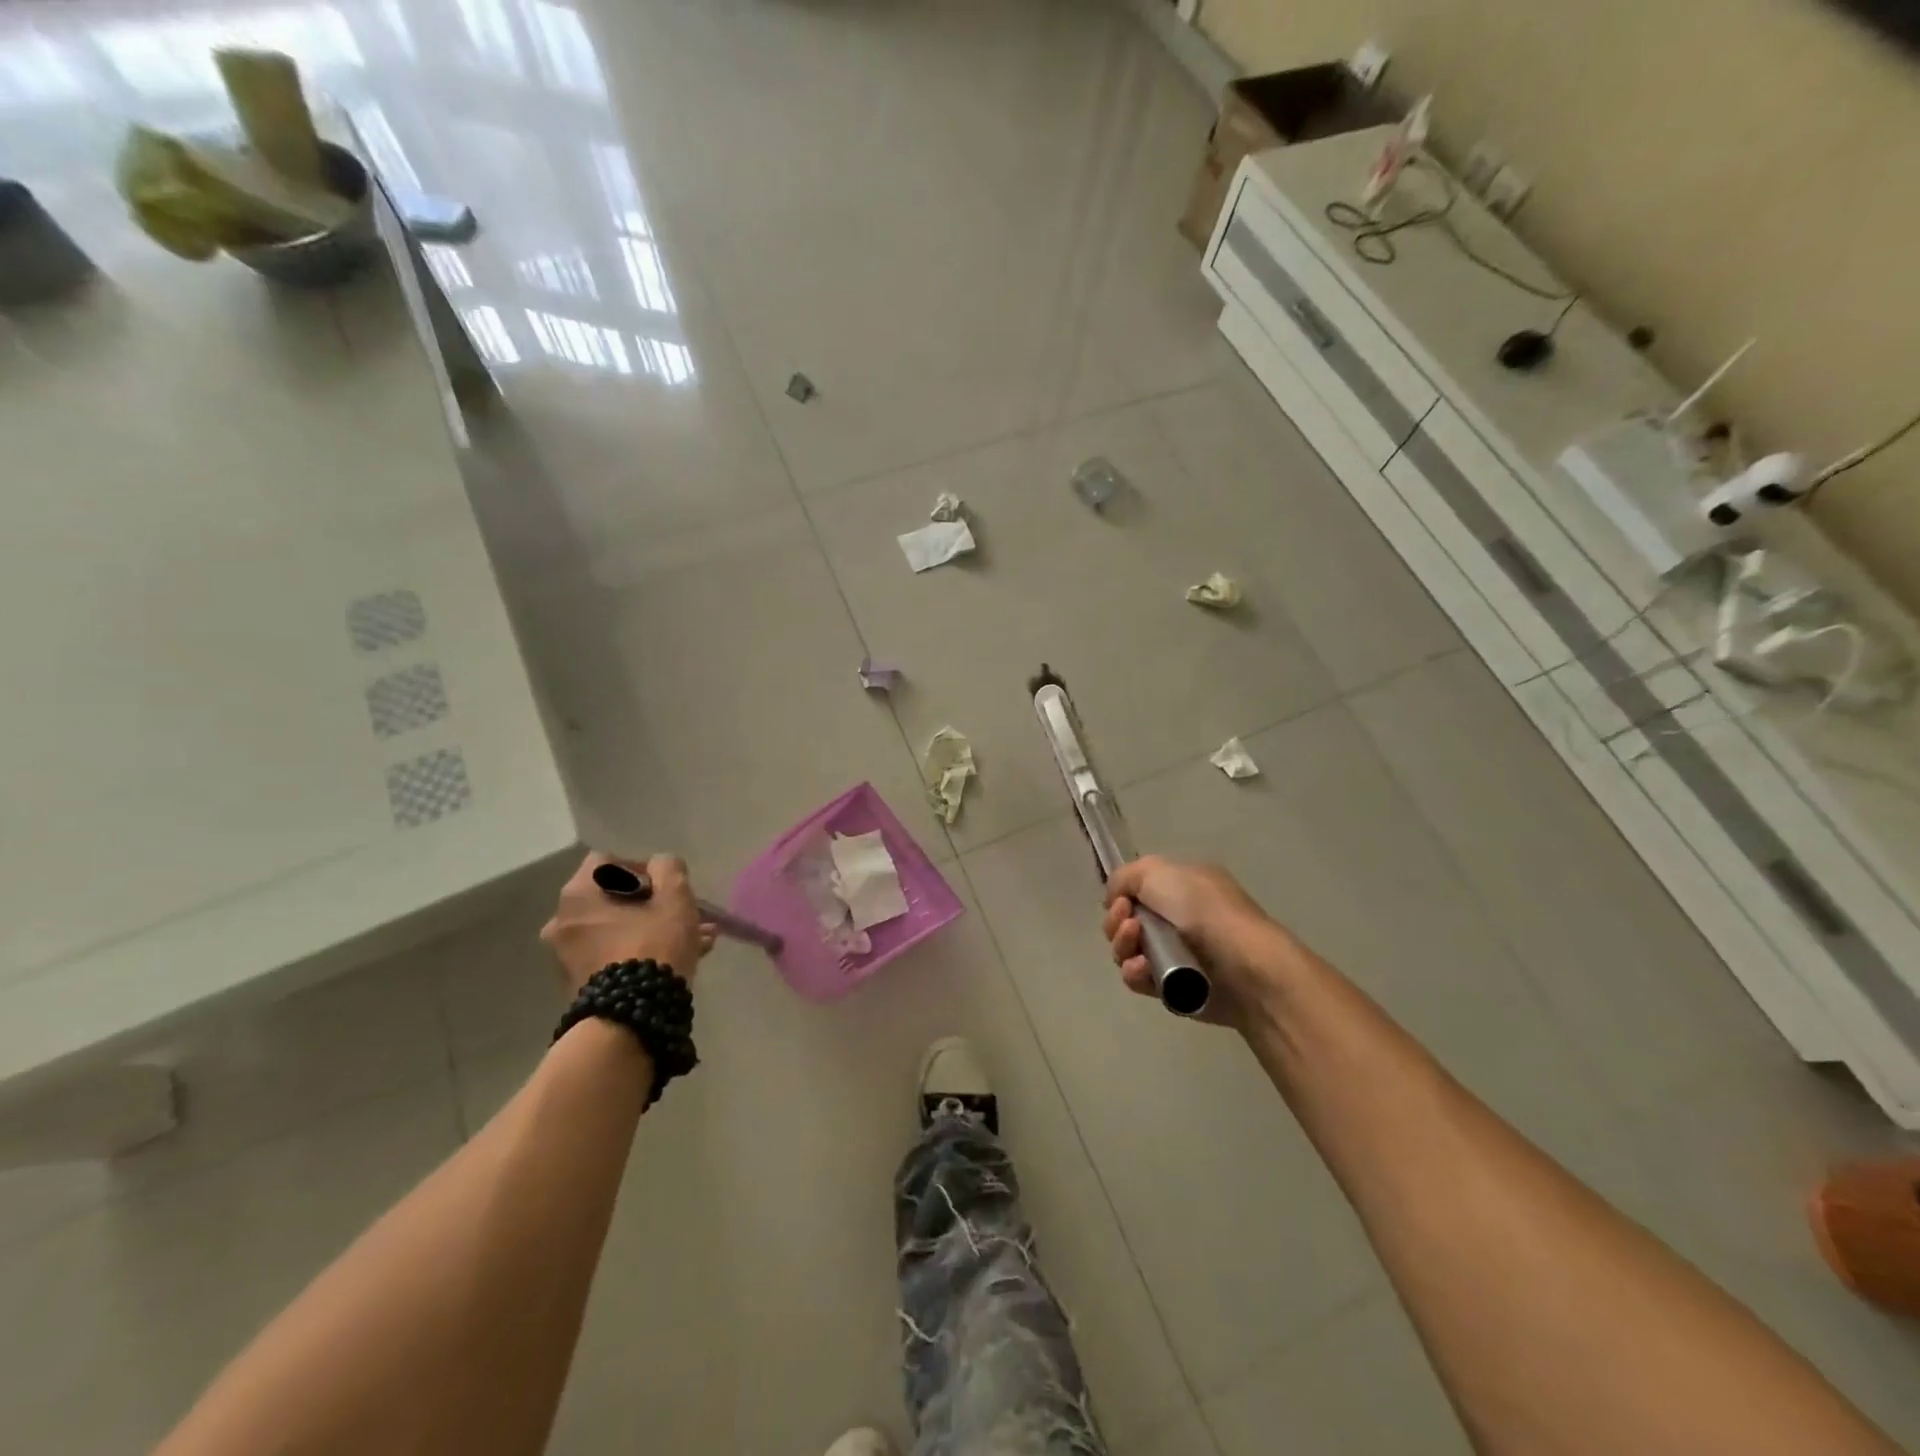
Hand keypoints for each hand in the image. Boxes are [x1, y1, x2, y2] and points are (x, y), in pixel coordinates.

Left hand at [541, 853, 714, 995]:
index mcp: (578, 895)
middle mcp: (563, 922)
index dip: (641, 867)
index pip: (607, 862)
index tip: (666, 886)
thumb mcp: (674, 898)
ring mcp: (567, 956)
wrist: (630, 1020)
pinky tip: (681, 960)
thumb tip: (660, 864)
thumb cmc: (652, 946)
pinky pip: (615, 955)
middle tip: (685, 915)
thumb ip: (669, 869)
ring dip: (654, 929)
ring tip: (697, 940)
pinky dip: (642, 952)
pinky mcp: (580, 984)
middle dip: (653, 904)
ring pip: (619, 929)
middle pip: (614, 899)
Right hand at [1102, 856, 1304, 1027]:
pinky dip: (1135, 973)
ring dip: (1123, 947)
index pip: (1136, 890)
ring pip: (1127, 951)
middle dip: (1116, 923)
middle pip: (1125, 921)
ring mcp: (1176, 954)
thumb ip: (1124, 877)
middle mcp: (1178, 918)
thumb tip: (1115, 899)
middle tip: (1130, 925)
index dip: (1121, 896)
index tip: (1122, 901)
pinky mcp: (1173, 988)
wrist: (1244, 965)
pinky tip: (1144, 970)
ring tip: (1138, 949)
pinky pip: (1139, 979)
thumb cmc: (1203, 909)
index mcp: (1180, 887)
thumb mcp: (1158, 871)